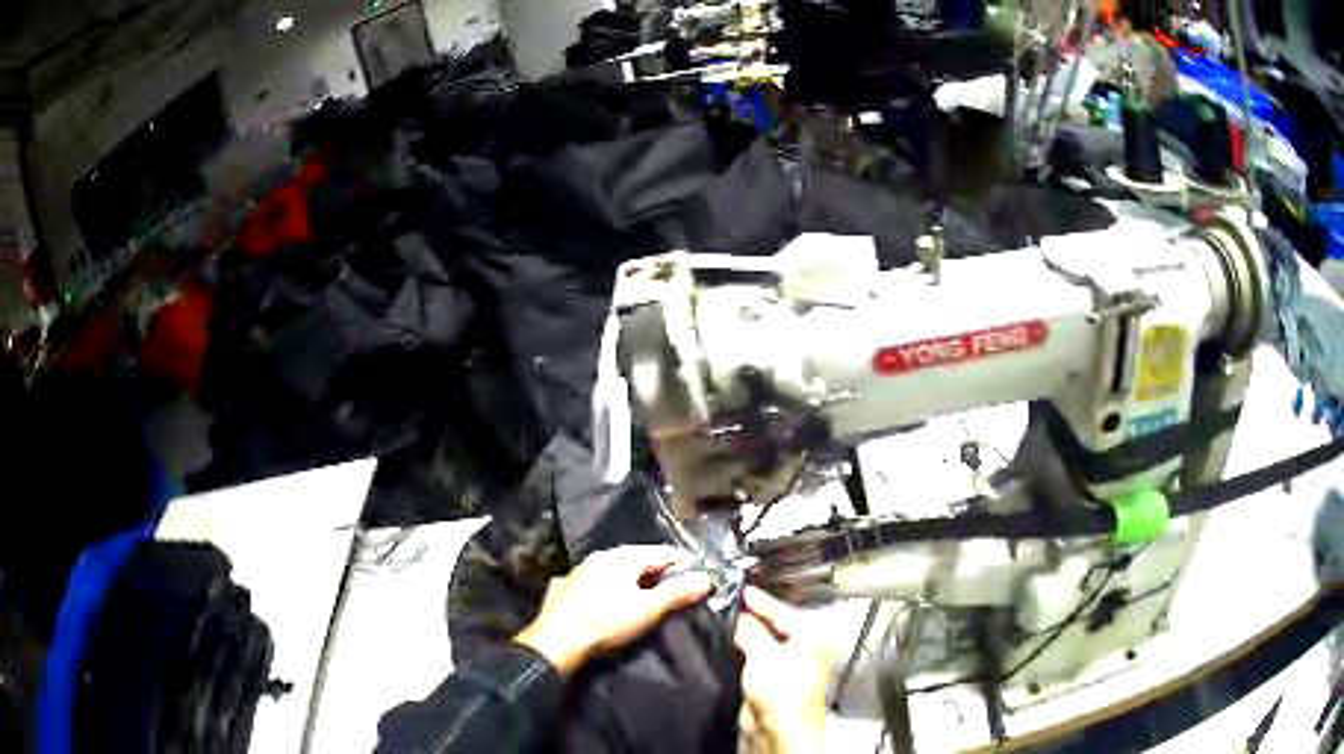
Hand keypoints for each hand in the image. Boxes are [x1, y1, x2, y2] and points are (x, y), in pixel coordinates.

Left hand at [514, 545, 712, 675]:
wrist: (557, 641)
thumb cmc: (606, 623)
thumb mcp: (648, 610)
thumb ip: (677, 593)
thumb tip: (707, 578)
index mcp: (622, 558)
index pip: (661, 552)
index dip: (682, 560)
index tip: (699, 570)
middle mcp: (599, 557)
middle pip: (636, 558)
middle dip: (656, 568)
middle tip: (675, 581)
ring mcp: (578, 571)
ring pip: (611, 569)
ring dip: (629, 577)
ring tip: (643, 590)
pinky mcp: (563, 589)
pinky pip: (590, 582)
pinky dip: (604, 586)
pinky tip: (604, 596)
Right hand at [735, 587, 831, 753]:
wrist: (779, 733)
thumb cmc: (785, 694)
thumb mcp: (764, 653)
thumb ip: (749, 630)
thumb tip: (737, 615)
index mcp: (811, 635)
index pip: (781, 609)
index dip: (758, 600)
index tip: (737, 589)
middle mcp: (802, 649)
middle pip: (770, 626)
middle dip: (747, 618)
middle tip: (720, 605)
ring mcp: (785, 667)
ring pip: (759, 645)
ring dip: (740, 638)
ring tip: (716, 624)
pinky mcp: (769, 684)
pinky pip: (750, 662)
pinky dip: (737, 655)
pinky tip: (721, 649)